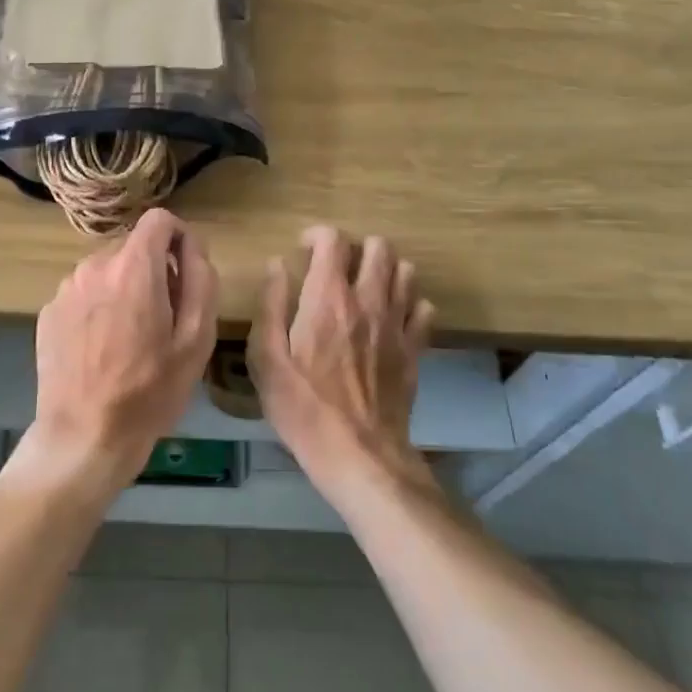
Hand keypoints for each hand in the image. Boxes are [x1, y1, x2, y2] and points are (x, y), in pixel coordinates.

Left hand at [18, 209, 218, 495]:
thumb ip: (200, 279)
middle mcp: (95, 265)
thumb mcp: (196, 339)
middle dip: (153, 270)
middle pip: (133, 247)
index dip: (179, 238)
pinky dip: (98, 307)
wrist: (84, 437)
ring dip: (124, 289)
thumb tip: (192, 245)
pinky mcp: (48, 311)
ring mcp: (66, 288)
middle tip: (163, 319)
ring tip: (130, 339)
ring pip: (107, 270)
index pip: (159, 219)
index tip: (185, 271)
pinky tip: (101, 349)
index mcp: (134, 268)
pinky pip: (84, 293)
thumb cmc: (150, 391)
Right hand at [249, 226, 437, 507]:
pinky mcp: (416, 349)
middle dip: (356, 248)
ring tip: (366, 288)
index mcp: (328, 298)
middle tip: (338, 268)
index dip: (317, 235)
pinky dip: (409, 304)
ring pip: (406, 271)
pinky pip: (424, 308)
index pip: (333, 239)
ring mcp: (397, 324)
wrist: (359, 456)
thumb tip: (277, 265)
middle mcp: (368, 300)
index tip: (304, 250)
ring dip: (385, 271)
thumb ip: (271, 304)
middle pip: (378, 246)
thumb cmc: (303, 408)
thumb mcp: (266, 359)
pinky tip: (392, 319)